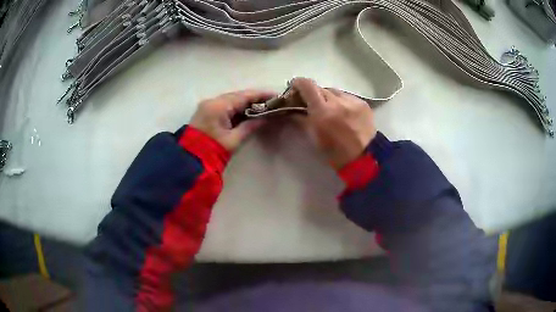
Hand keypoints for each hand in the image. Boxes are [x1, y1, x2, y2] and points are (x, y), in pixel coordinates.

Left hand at [189, 90, 276, 151]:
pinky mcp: (206, 111)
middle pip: (238, 96)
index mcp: (219, 106)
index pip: (244, 96)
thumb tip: (265, 117)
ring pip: (231, 100)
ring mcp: (208, 105)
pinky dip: (237, 108)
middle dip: (255, 98)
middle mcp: (212, 101)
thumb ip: (250, 125)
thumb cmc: (213, 150)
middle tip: (271, 102)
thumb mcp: (234, 139)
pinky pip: (225, 105)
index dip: (261, 95)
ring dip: (246, 103)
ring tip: (263, 106)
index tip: (276, 95)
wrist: (190, 160)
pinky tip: (248, 111)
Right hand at [291, 77, 376, 168]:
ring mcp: (352, 101)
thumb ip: (302, 120)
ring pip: (334, 91)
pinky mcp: (363, 103)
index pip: (307, 85)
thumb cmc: (335, 152)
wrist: (364, 159)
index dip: (298, 83)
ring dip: (329, 98)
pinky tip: (344, 113)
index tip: (295, 88)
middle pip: (320, 88)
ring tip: (331, 110)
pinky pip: (347, 97)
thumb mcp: (314, 138)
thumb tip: (293, 111)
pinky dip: (342, 102)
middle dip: (314, 94)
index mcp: (322, 111)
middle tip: (313, 104)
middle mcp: (337, 101)